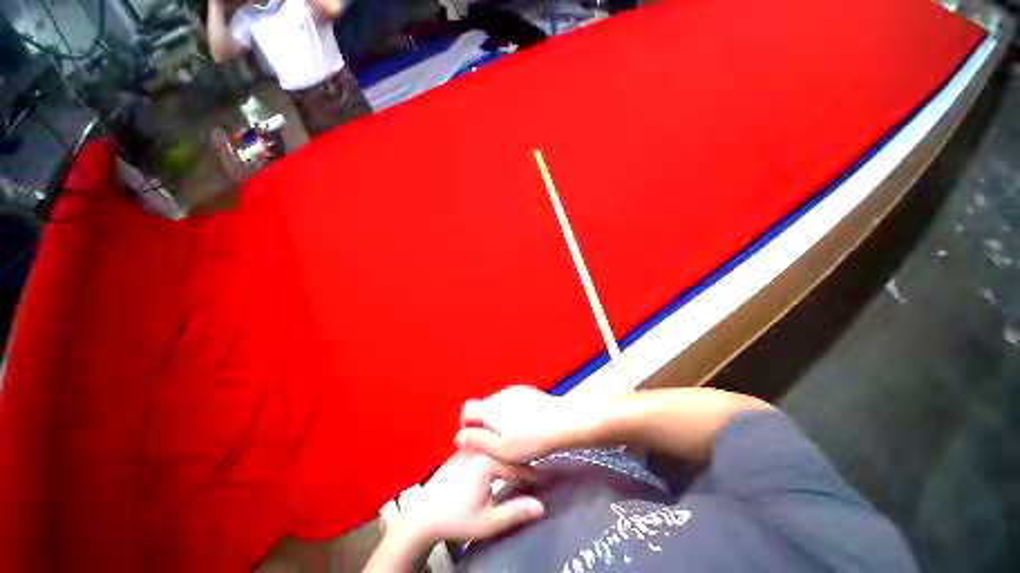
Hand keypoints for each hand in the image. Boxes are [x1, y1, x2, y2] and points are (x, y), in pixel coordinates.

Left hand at [398, 451, 544, 542]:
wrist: (423, 516)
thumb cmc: (457, 519)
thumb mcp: (488, 522)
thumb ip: (515, 512)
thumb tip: (541, 506)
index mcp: (486, 460)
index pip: (516, 466)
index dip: (532, 476)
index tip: (543, 481)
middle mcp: (479, 446)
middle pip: (506, 449)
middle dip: (521, 459)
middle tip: (534, 469)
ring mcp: (469, 445)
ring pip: (495, 443)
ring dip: (508, 451)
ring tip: (520, 458)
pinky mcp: (463, 448)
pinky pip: (484, 442)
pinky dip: (495, 447)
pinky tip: (500, 454)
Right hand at [456, 385, 598, 462]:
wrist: (564, 422)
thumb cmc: (533, 440)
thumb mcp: (503, 449)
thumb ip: (478, 441)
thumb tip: (459, 436)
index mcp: (491, 408)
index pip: (466, 410)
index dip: (466, 425)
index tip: (475, 440)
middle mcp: (500, 395)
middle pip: (482, 407)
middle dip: (483, 423)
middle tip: (496, 443)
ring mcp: (515, 391)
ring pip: (497, 405)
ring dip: (498, 418)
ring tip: (513, 436)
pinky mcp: (527, 392)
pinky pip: (511, 401)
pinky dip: (511, 413)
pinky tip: (525, 425)